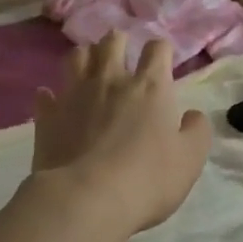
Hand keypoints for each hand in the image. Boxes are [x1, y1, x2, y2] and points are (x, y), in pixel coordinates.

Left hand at [31, 31, 212, 237]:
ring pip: (76, 57)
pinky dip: (51, 95)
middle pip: (113, 42)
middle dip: (119, 42)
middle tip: (122, 54)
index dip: (161, 51)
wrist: (86, 199)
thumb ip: (196, 131)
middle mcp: (111, 80)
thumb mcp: (190, 159)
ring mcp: (75, 95)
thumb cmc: (147, 178)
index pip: (158, 49)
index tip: (162, 63)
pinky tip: (54, 101)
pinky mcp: (48, 116)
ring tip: (89, 67)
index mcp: (150, 87)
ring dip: (85, 57)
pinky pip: (46, 95)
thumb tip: (192, 115)